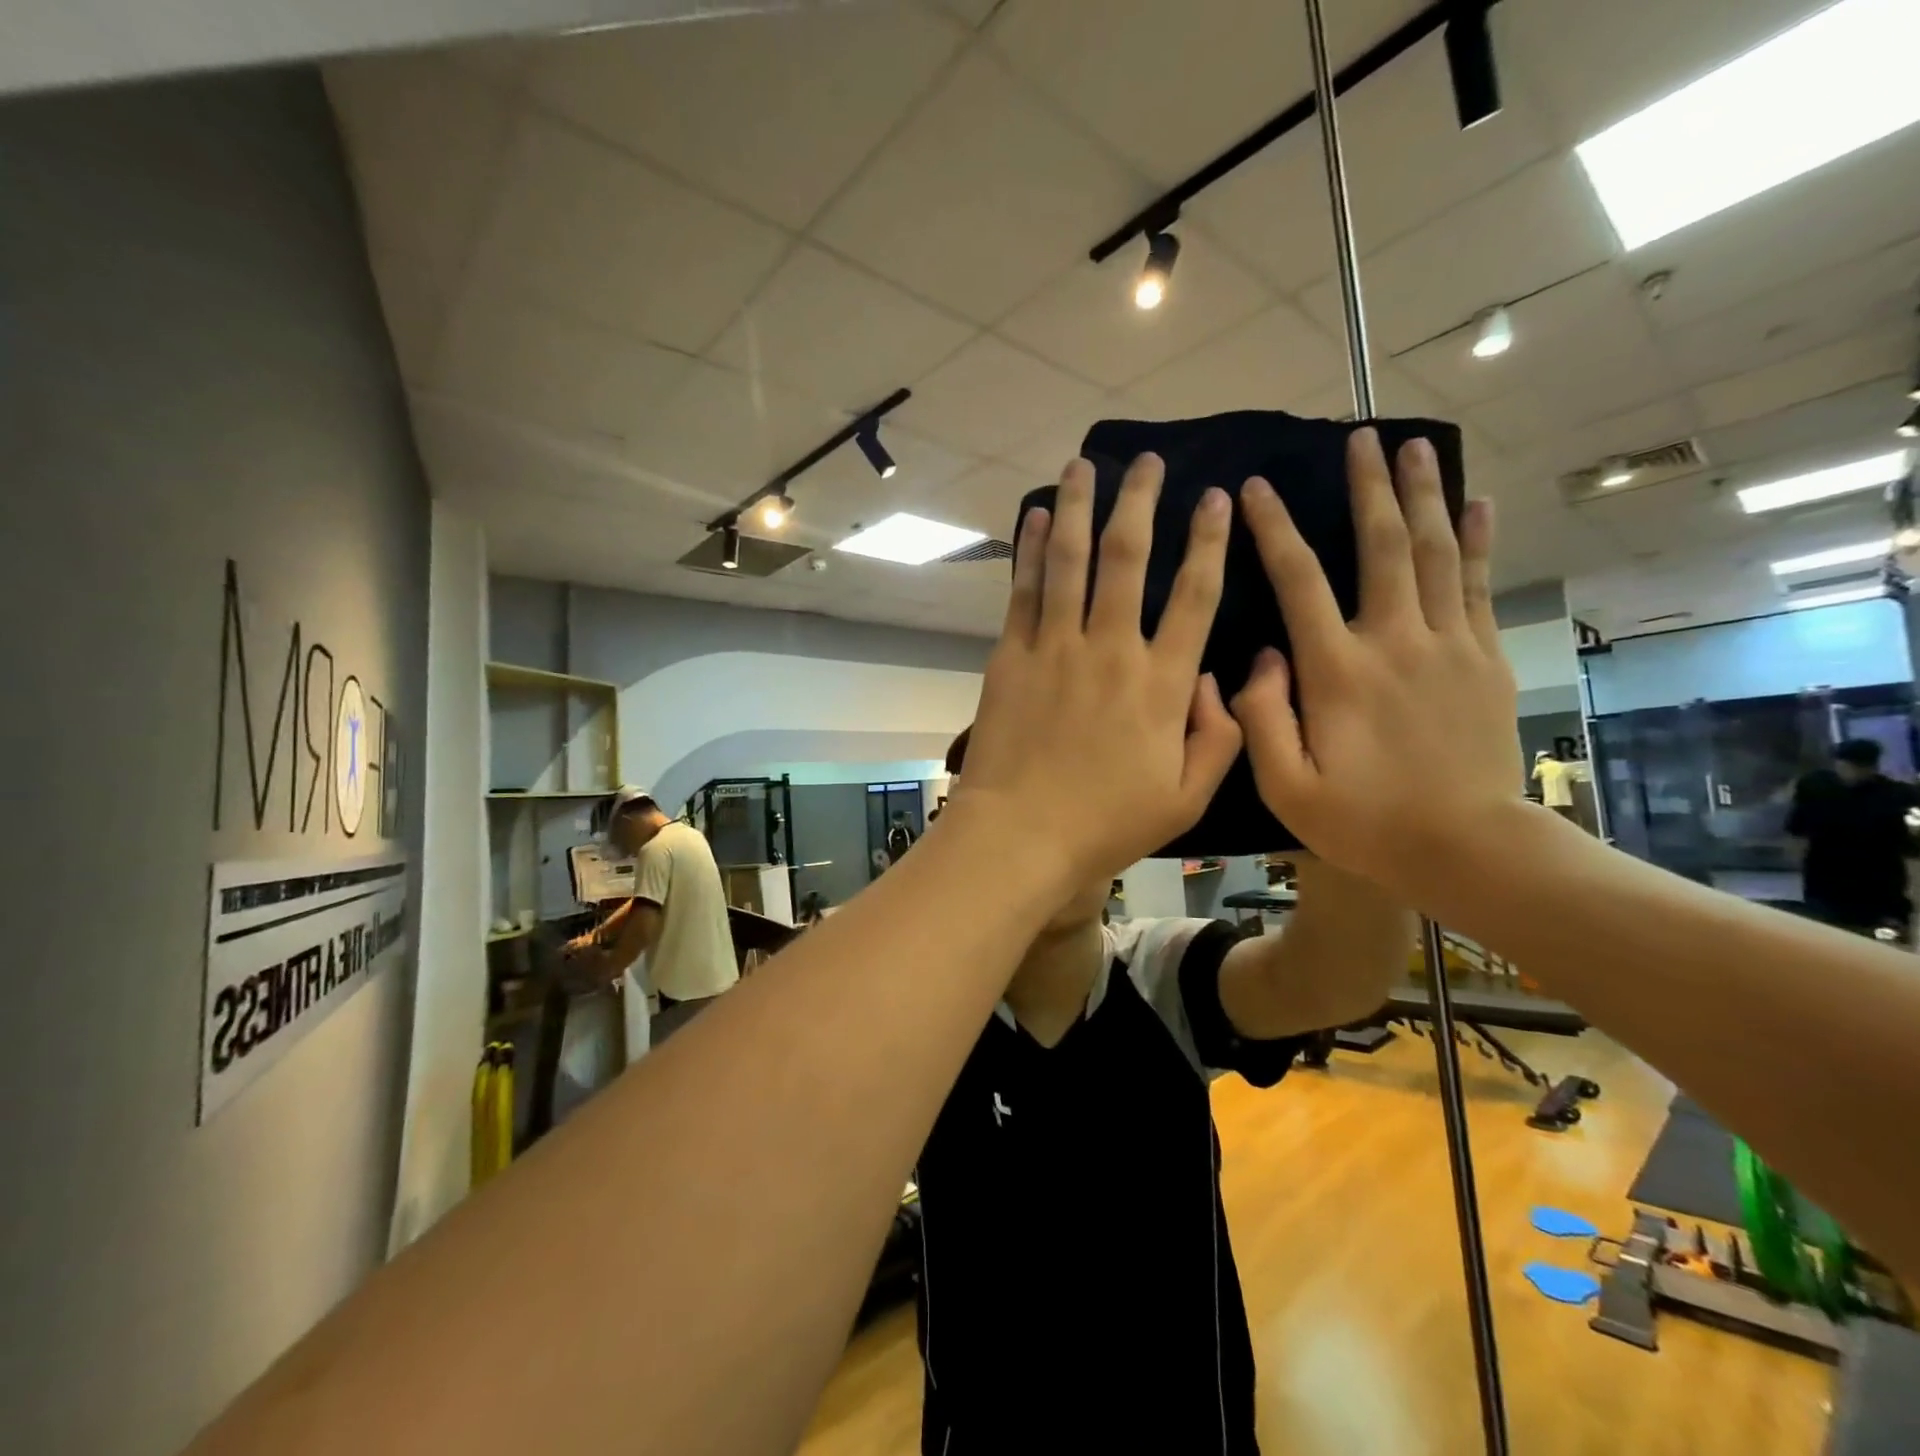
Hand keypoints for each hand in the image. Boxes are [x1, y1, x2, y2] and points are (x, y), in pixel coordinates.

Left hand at [952, 453, 1241, 884]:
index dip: (1211, 542)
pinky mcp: (1011, 656)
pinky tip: (1034, 516)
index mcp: (1162, 683)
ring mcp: (1055, 647)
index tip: (1216, 498)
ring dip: (1078, 506)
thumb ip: (1219, 737)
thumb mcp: (1186, 798)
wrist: (1020, 835)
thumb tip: (1215, 679)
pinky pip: (1023, 591)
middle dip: (1142, 501)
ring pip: (1070, 560)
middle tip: (1150, 461)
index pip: (1196, 595)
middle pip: (1129, 558)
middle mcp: (1111, 649)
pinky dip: (1028, 549)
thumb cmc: (1106, 823)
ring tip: (1084, 463)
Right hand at [1229, 428, 1520, 899]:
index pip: (1299, 581)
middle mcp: (1394, 641)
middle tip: (1361, 435)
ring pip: (1434, 553)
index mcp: (1337, 671)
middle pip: (1382, 546)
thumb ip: (1261, 719)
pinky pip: (1478, 586)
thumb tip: (1259, 657)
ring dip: (1423, 495)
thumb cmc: (1364, 821)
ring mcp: (1447, 646)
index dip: (1274, 529)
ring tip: (1414, 446)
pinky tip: (1478, 503)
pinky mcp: (1483, 660)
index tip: (1256, 488)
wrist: (1466, 848)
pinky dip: (1477, 540)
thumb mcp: (1286, 786)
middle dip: (1369, 487)